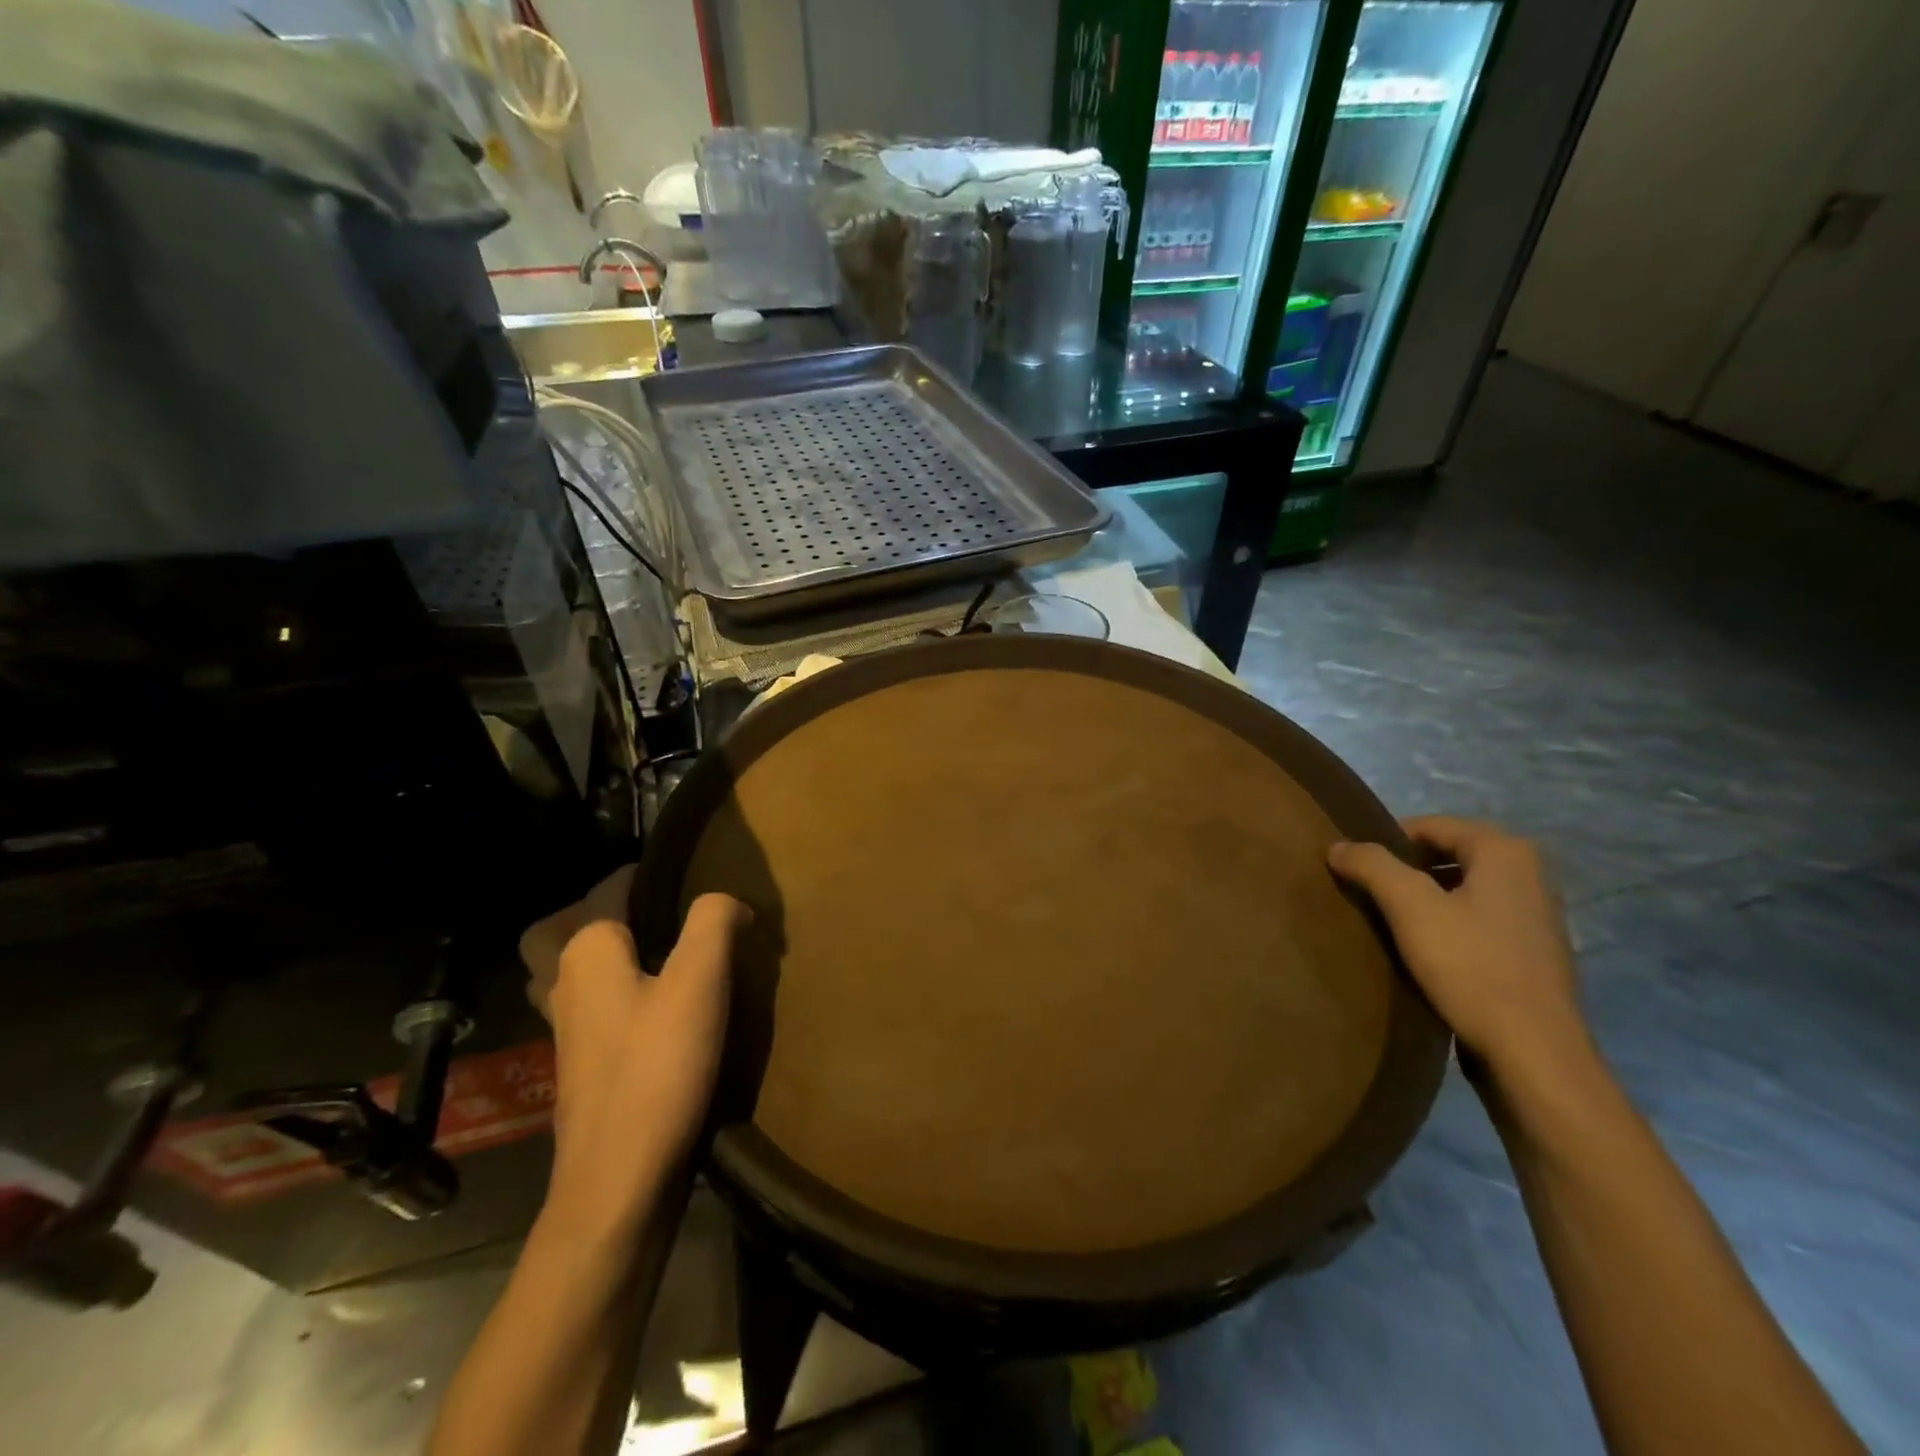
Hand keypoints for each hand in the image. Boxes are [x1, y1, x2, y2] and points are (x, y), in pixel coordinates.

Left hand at [519, 869, 752, 1232]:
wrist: (619, 1180)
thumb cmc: (657, 1069)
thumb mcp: (700, 981)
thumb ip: (714, 921)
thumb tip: (729, 902)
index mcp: (585, 950)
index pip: (612, 885)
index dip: (657, 875)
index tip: (702, 884)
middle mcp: (562, 980)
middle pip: (565, 926)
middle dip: (606, 911)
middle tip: (662, 915)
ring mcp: (564, 1026)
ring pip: (571, 968)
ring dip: (605, 952)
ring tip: (662, 954)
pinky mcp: (579, 1062)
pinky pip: (589, 1003)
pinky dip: (611, 991)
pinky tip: (655, 1007)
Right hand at [1328, 817, 1586, 1074]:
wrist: (1532, 1052)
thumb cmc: (1470, 966)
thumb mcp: (1409, 906)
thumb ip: (1371, 865)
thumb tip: (1338, 845)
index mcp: (1505, 852)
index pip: (1429, 826)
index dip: (1385, 841)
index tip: (1354, 866)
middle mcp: (1529, 874)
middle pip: (1447, 855)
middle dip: (1404, 870)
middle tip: (1365, 892)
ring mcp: (1536, 915)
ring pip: (1461, 889)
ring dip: (1424, 899)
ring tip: (1387, 921)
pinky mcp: (1532, 952)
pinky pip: (1477, 920)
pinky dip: (1447, 924)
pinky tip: (1423, 950)